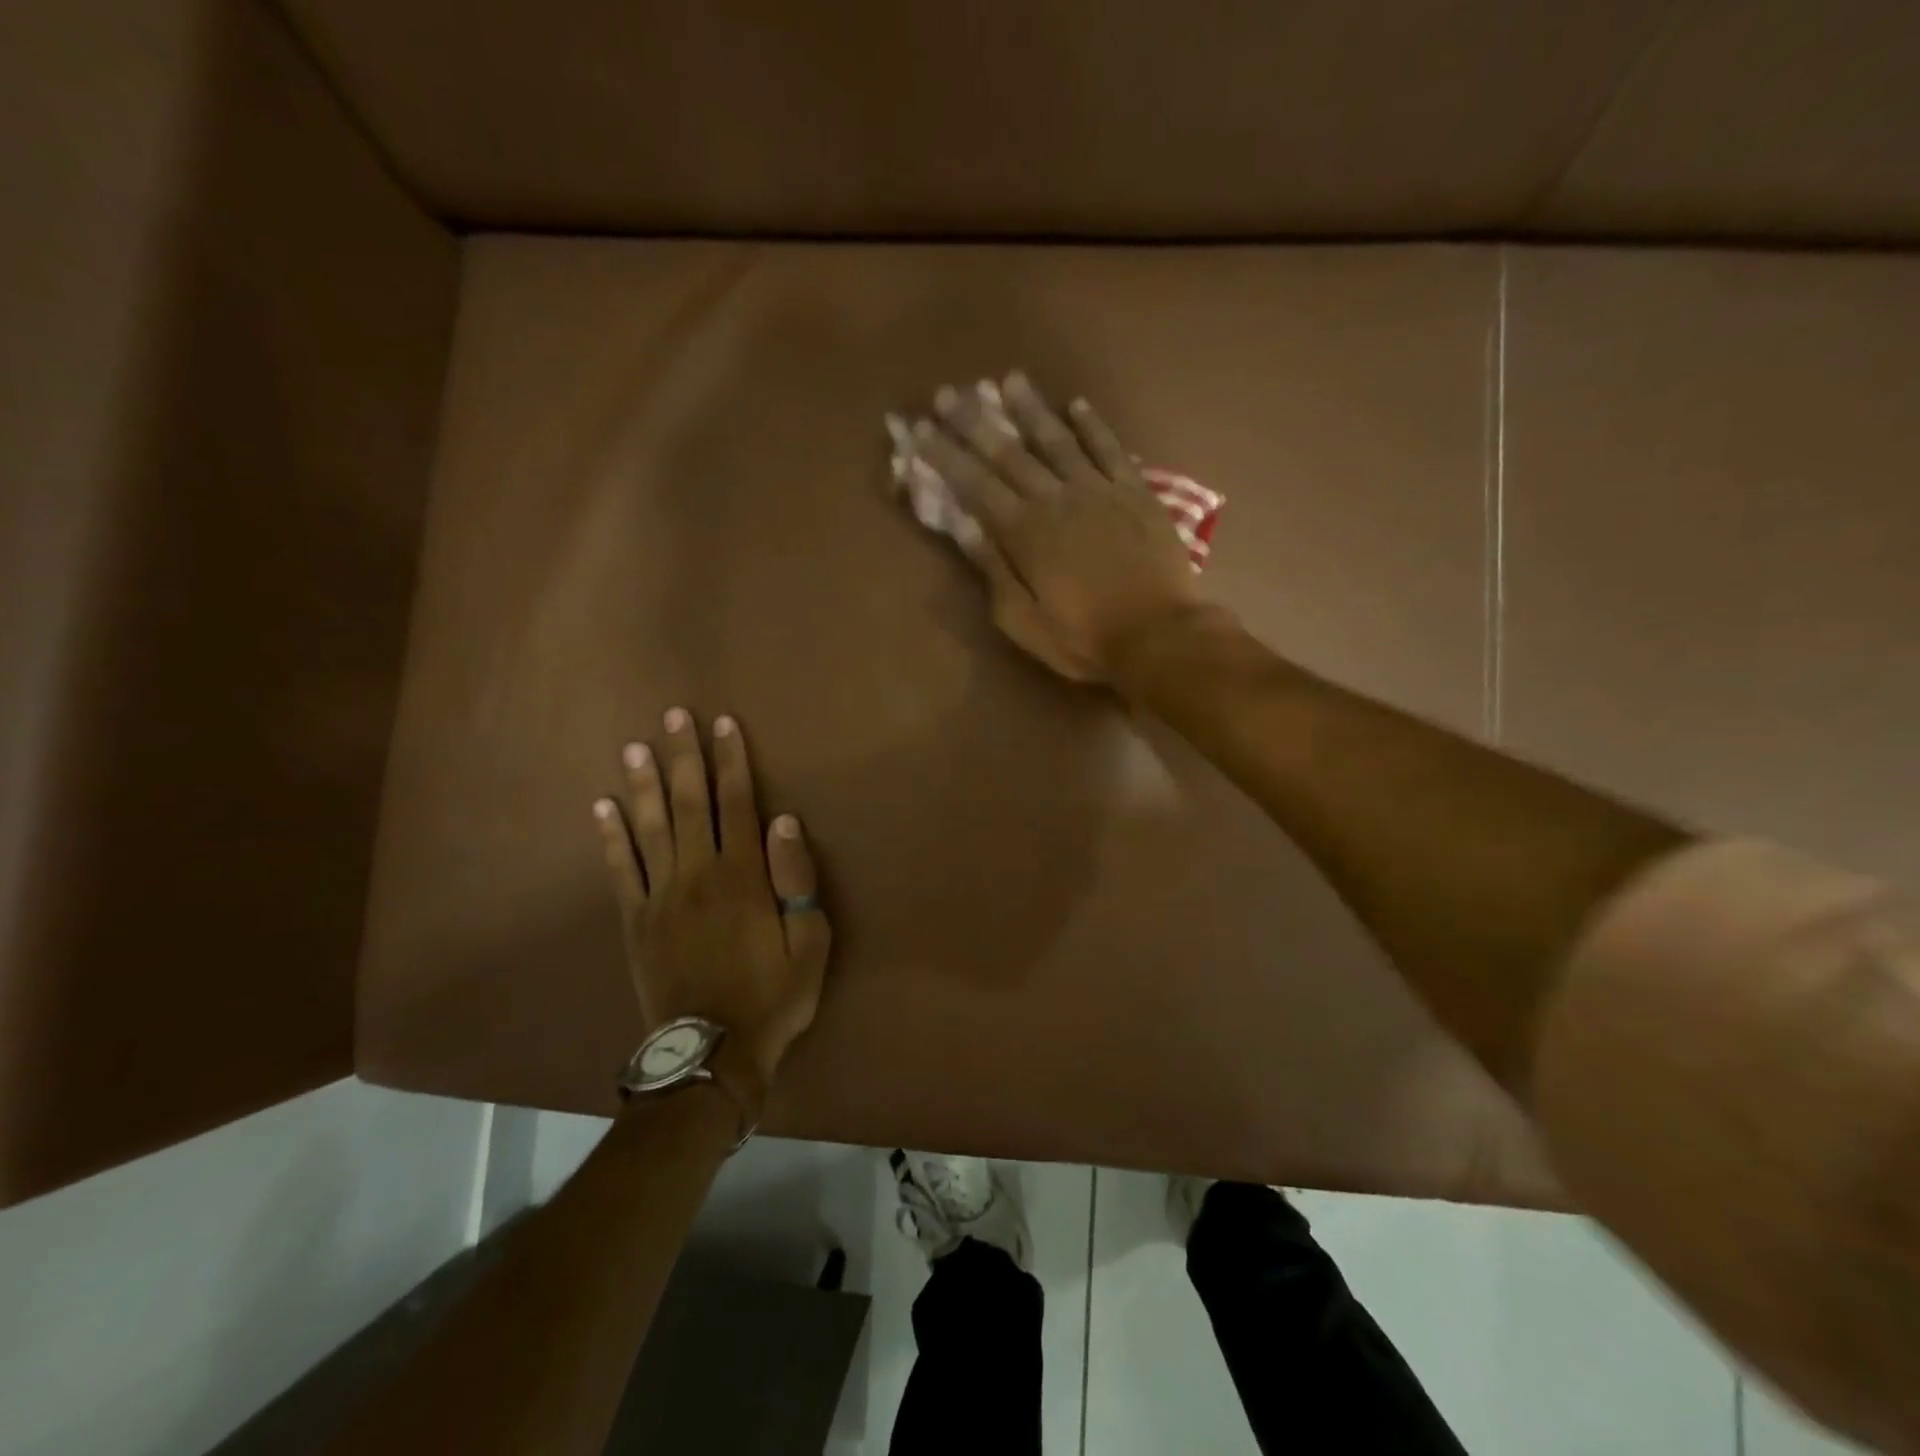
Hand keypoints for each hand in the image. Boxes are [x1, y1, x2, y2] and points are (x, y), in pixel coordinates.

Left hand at [593, 709, 831, 1105]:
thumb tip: (784, 820)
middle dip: (684, 756)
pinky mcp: (635, 921)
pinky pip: (620, 870)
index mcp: (744, 876)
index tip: (724, 723)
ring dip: (644, 784)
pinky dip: (611, 836)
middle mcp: (699, 873)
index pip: (738, 803)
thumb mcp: (811, 942)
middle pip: (691, 802)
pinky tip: (602, 807)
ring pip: (651, 827)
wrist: (713, 1052)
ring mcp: (661, 896)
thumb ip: (797, 879)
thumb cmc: (773, 995)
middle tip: (674, 715)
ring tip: (635, 747)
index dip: (732, 760)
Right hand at [910, 371, 1204, 682]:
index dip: (944, 456)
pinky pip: (1110, 449)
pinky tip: (1077, 404)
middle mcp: (1056, 498)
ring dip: (1030, 409)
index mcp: (1025, 533)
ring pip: (1057, 439)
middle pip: (1008, 453)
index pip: (974, 485)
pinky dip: (1093, 425)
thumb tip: (962, 524)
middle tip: (948, 392)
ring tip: (1009, 379)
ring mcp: (1099, 490)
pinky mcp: (1136, 492)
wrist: (1159, 635)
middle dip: (974, 422)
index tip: (919, 430)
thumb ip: (992, 569)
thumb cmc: (1083, 638)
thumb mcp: (1023, 620)